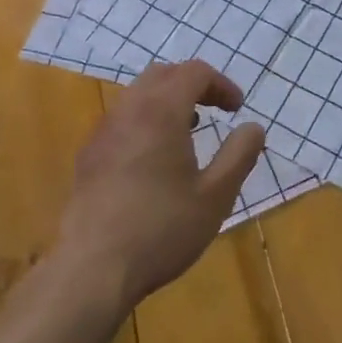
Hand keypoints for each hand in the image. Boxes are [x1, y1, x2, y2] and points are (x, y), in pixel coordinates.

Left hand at [53, 61, 264, 316]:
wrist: (91, 271)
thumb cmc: (161, 229)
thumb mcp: (215, 196)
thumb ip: (239, 154)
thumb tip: (253, 127)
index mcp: (161, 112)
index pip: (194, 72)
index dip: (221, 84)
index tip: (238, 110)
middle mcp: (128, 111)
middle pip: (163, 74)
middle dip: (193, 84)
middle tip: (214, 109)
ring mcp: (103, 133)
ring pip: (137, 95)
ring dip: (167, 101)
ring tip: (188, 131)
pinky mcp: (88, 158)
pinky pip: (121, 120)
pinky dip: (145, 120)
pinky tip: (154, 159)